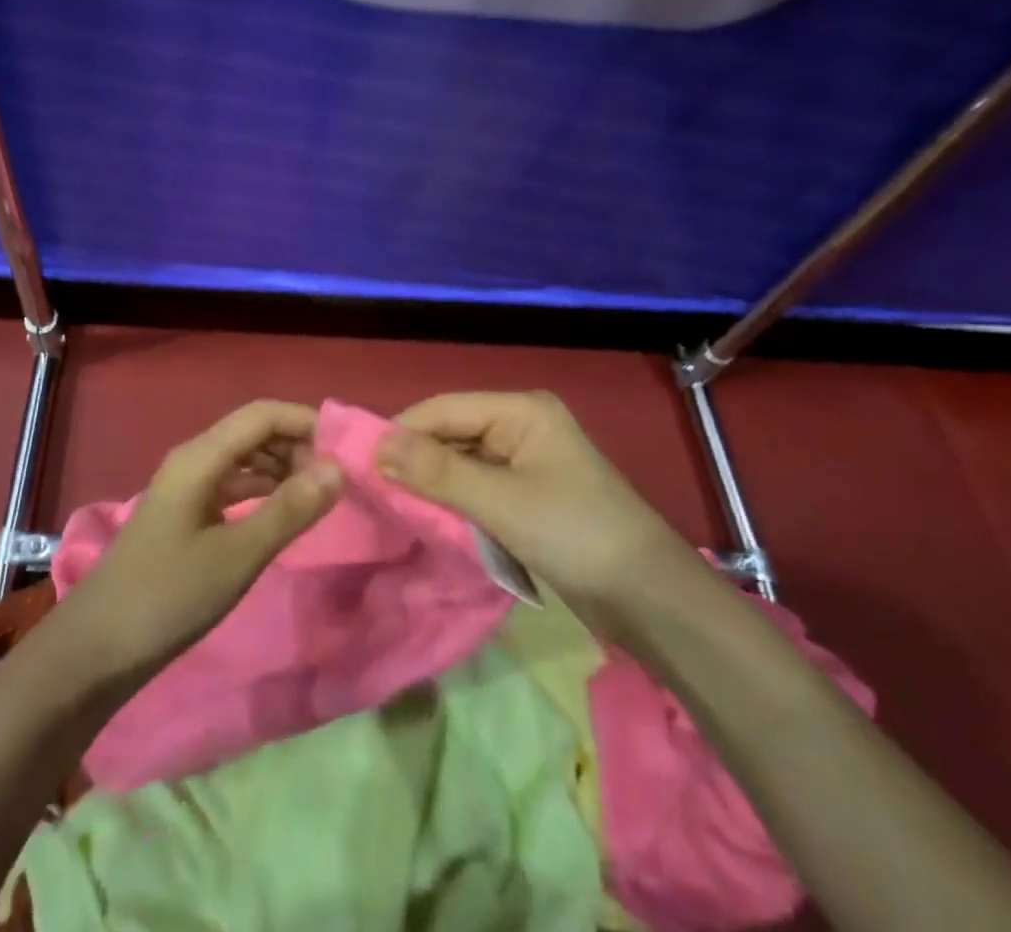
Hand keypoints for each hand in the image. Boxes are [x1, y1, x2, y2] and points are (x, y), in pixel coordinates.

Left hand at [60, 400, 344, 687]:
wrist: (95, 650)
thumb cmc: (169, 596)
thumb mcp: (238, 555)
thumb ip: (290, 509)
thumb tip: (339, 469)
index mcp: (200, 457)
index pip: (262, 415)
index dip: (305, 422)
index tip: (346, 450)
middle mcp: (192, 460)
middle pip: (252, 432)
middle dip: (296, 446)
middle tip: (336, 480)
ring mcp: (185, 488)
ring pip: (242, 459)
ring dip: (281, 468)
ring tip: (318, 496)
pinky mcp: (184, 514)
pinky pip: (231, 486)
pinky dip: (261, 491)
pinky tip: (282, 514)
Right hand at [379, 390, 697, 634]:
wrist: (650, 600)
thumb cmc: (575, 534)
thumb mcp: (500, 501)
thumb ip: (436, 472)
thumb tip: (375, 447)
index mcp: (520, 410)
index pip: (444, 409)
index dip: (401, 431)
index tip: (359, 461)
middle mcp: (521, 426)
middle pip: (452, 433)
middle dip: (414, 459)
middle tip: (370, 488)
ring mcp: (526, 462)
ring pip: (461, 462)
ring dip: (431, 483)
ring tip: (390, 504)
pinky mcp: (528, 496)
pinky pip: (477, 488)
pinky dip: (453, 501)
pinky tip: (427, 518)